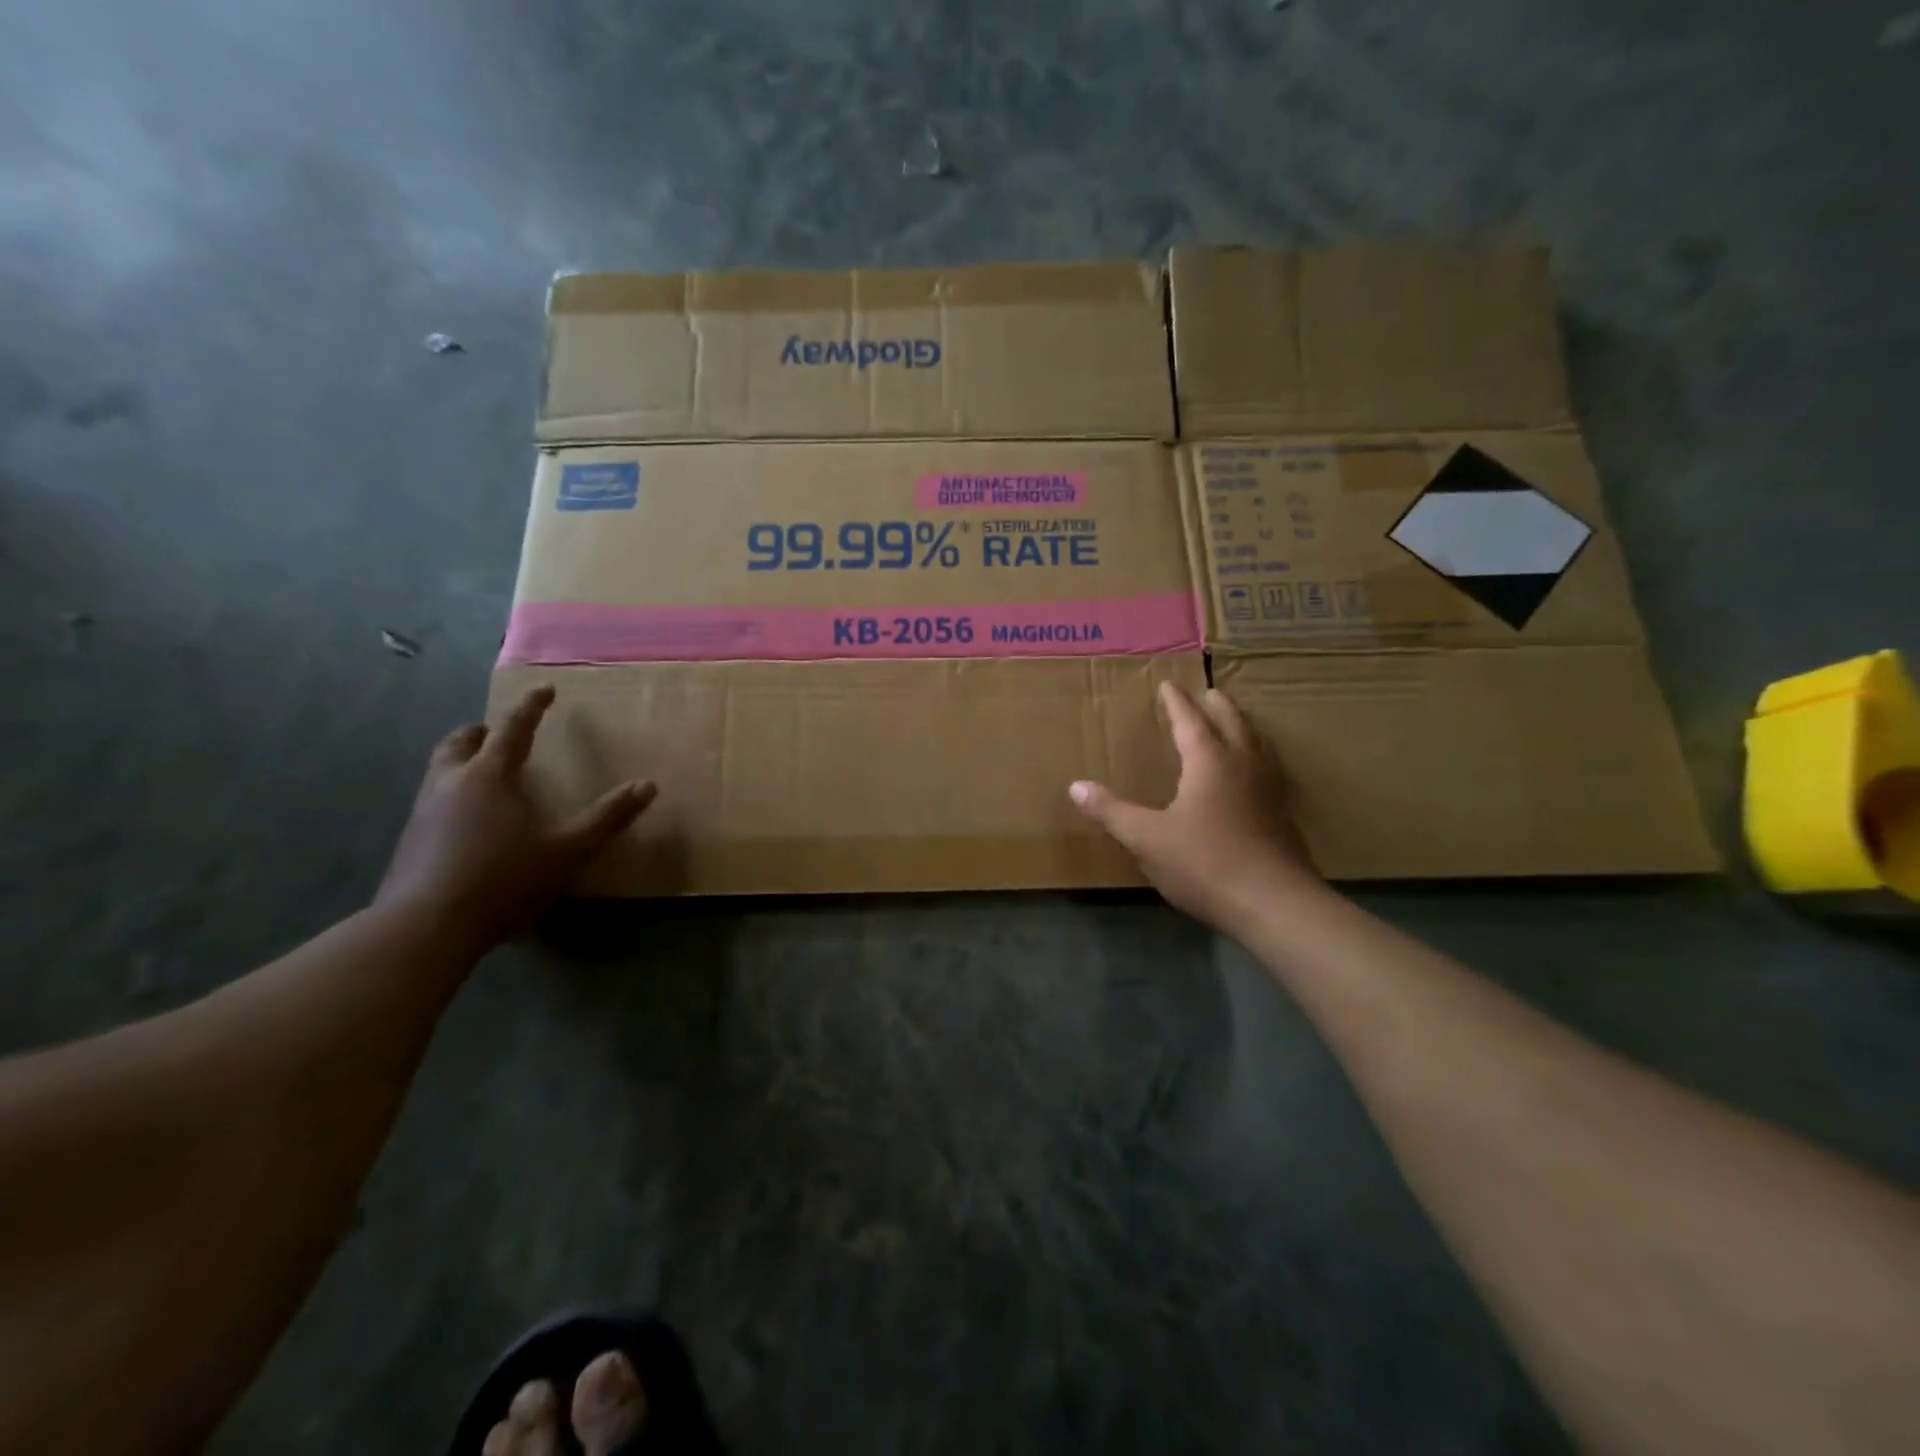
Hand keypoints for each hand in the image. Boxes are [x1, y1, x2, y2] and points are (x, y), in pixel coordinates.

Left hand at [375, 686, 654, 946]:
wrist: (425, 926)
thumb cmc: (504, 879)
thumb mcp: (568, 849)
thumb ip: (608, 817)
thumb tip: (649, 785)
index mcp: (490, 775)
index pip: (513, 728)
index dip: (531, 707)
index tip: (544, 689)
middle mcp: (451, 782)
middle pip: (462, 741)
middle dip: (483, 731)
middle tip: (500, 732)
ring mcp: (423, 810)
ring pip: (441, 768)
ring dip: (463, 759)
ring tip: (485, 771)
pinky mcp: (410, 840)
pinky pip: (433, 798)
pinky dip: (453, 792)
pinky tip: (468, 819)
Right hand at [1070, 682, 1317, 932]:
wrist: (1273, 905)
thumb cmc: (1205, 863)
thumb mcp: (1147, 839)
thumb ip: (1112, 811)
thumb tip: (1076, 787)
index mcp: (1209, 762)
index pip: (1190, 721)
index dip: (1176, 703)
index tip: (1168, 685)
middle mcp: (1243, 766)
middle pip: (1233, 723)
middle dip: (1218, 706)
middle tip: (1209, 693)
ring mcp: (1269, 790)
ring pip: (1257, 744)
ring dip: (1243, 727)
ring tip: (1234, 723)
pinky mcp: (1283, 816)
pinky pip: (1269, 770)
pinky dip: (1257, 758)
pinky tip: (1253, 777)